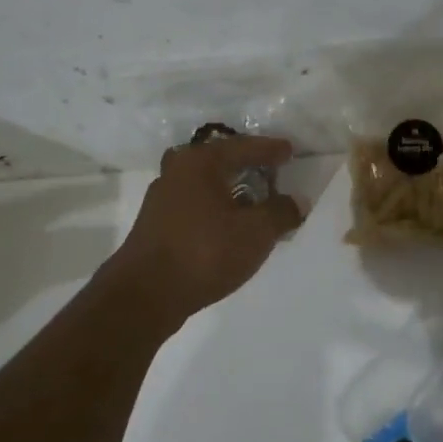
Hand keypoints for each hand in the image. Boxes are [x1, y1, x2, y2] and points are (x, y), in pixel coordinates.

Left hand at [106, 133, 302, 327]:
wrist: (145, 294)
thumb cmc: (204, 252)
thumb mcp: (255, 233)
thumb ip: (281, 212)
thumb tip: (297, 201)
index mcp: (200, 161)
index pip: (244, 147)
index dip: (271, 150)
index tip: (290, 151)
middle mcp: (177, 170)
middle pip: (221, 160)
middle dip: (247, 166)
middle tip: (272, 172)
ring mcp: (162, 196)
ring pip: (206, 183)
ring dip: (231, 189)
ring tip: (255, 201)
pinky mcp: (156, 222)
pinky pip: (196, 203)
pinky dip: (217, 207)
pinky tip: (229, 224)